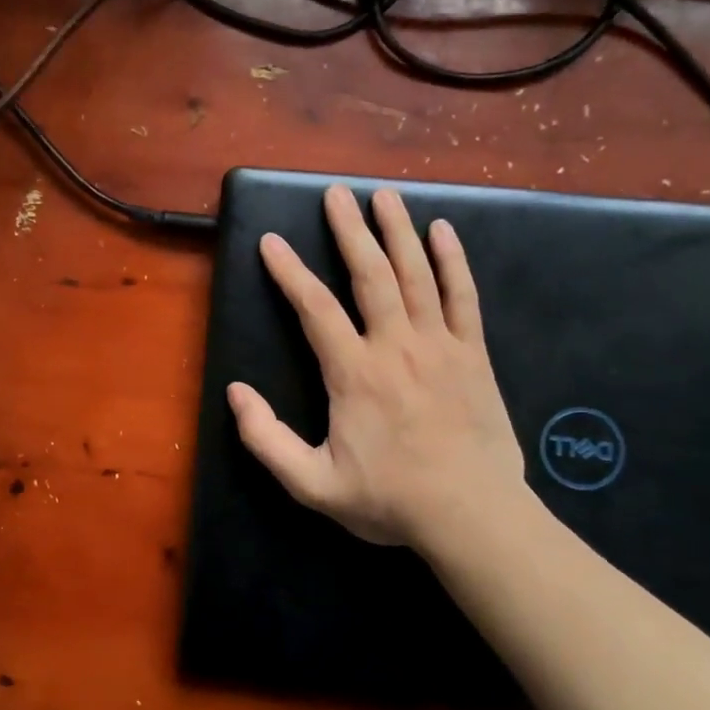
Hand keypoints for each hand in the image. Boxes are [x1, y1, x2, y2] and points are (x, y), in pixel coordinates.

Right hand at [226, 184, 530, 556]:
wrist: (472, 515)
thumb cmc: (390, 499)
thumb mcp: (312, 484)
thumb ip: (267, 440)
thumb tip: (236, 392)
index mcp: (354, 373)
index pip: (314, 308)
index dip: (289, 272)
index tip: (272, 242)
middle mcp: (396, 345)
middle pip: (370, 274)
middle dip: (350, 230)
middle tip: (336, 194)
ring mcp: (440, 345)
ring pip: (416, 274)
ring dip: (398, 231)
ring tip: (384, 196)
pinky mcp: (474, 354)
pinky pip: (463, 296)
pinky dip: (453, 261)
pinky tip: (443, 231)